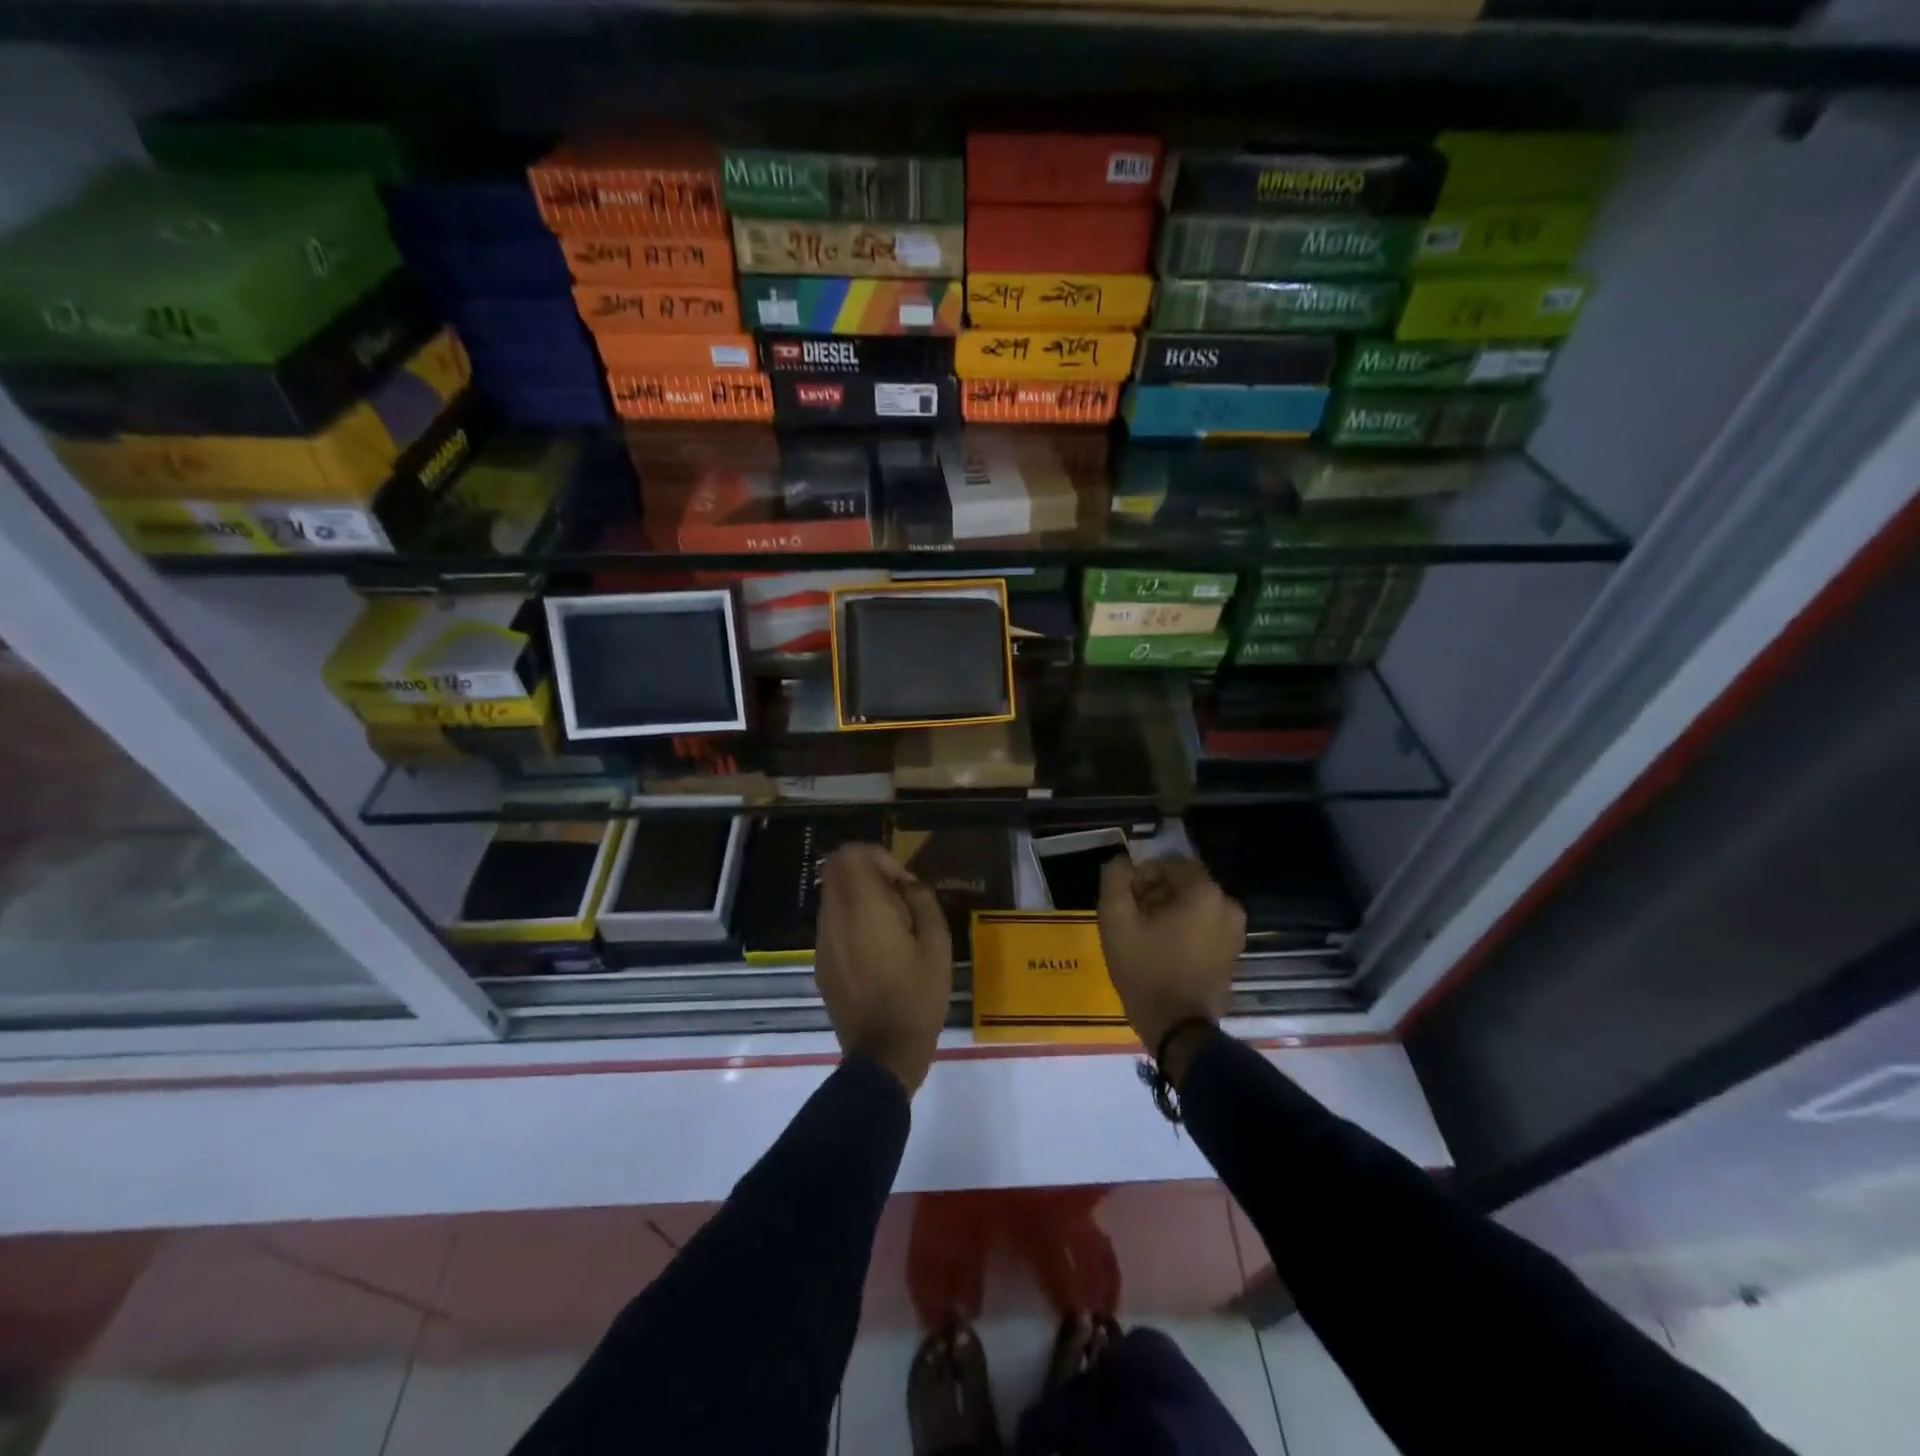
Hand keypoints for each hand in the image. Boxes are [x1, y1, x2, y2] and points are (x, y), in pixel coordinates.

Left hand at [816, 843, 952, 1095]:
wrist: (883, 1054)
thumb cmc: (917, 996)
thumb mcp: (937, 945)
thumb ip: (922, 902)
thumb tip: (908, 883)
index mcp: (863, 909)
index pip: (851, 856)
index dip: (878, 858)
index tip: (903, 883)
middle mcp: (834, 918)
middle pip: (836, 871)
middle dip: (868, 875)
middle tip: (898, 899)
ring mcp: (823, 942)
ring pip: (833, 897)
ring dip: (860, 899)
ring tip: (891, 927)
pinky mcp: (821, 963)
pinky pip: (832, 924)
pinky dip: (852, 922)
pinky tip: (877, 952)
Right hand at [1097, 855, 1244, 1066]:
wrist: (1177, 1028)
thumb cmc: (1145, 969)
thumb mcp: (1116, 920)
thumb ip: (1115, 880)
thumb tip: (1120, 862)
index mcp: (1204, 892)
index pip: (1169, 864)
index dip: (1143, 876)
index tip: (1125, 898)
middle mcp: (1228, 905)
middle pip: (1184, 885)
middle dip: (1156, 894)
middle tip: (1132, 916)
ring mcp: (1235, 932)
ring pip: (1195, 906)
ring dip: (1170, 912)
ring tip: (1145, 935)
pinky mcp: (1233, 954)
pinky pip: (1205, 927)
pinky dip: (1185, 930)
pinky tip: (1163, 950)